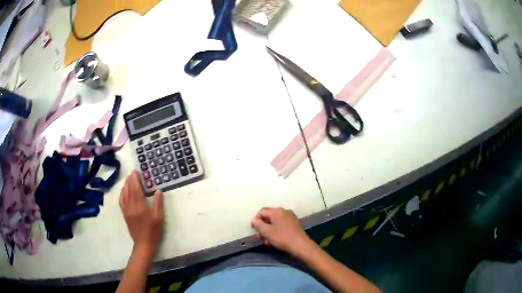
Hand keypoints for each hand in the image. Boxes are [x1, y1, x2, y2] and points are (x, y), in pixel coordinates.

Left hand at [119, 171, 163, 251]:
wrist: (144, 243)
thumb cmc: (153, 231)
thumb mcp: (159, 218)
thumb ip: (158, 204)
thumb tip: (158, 190)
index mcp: (140, 206)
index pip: (136, 189)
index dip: (135, 180)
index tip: (136, 172)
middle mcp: (131, 206)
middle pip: (128, 190)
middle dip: (130, 180)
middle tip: (132, 173)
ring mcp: (126, 210)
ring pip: (123, 194)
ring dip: (125, 185)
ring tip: (128, 179)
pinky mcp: (125, 214)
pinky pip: (121, 201)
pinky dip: (122, 193)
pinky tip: (124, 191)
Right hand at [251, 207, 312, 255]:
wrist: (300, 245)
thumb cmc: (282, 237)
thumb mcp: (267, 232)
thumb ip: (258, 225)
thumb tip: (253, 219)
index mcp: (277, 211)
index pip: (261, 212)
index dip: (256, 220)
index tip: (254, 230)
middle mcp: (284, 211)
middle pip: (268, 216)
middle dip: (263, 226)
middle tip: (260, 236)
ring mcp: (290, 217)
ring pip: (275, 221)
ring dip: (269, 230)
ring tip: (266, 241)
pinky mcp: (294, 223)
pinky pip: (281, 224)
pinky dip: (276, 230)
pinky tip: (274, 240)